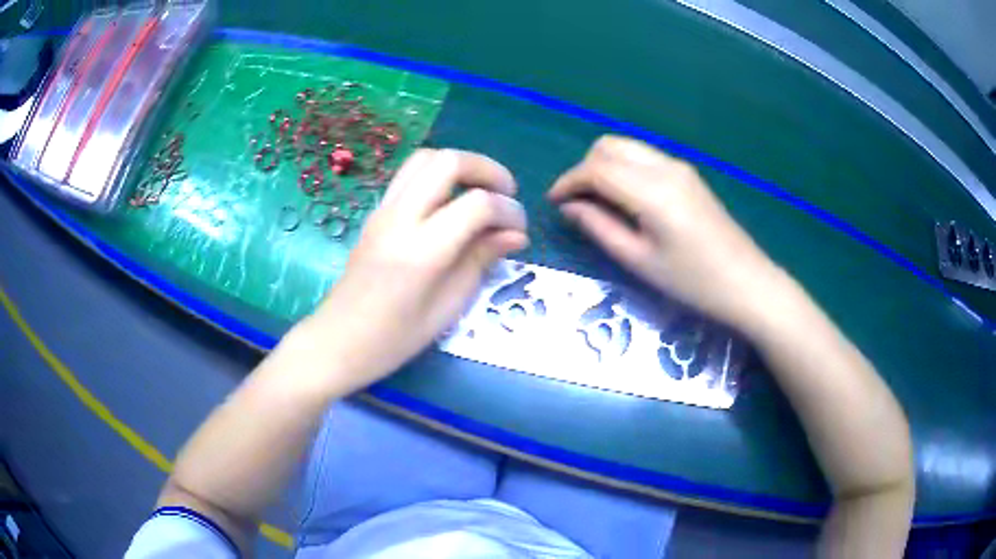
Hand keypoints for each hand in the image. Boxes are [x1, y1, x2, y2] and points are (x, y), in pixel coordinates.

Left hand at [309, 148, 527, 394]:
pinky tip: (451, 203)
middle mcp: (400, 218)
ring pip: (425, 158)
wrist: (338, 341)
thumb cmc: (395, 338)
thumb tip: (515, 234)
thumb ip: (481, 260)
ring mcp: (383, 211)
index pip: (477, 204)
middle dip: (486, 169)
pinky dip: (438, 176)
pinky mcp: (376, 213)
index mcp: (421, 250)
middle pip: (448, 161)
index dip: (508, 210)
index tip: (519, 229)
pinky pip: (410, 175)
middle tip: (506, 193)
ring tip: (480, 191)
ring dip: (460, 165)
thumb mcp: (448, 307)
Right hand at [549, 135, 781, 328]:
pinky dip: (624, 168)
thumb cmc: (692, 282)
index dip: (568, 182)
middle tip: (577, 202)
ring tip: (597, 201)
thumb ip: (599, 227)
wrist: (746, 282)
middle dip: (584, 168)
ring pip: (627, 147)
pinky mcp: (688, 174)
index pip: (596, 168)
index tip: (554, 202)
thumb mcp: (639, 261)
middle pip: (609, 146)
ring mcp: (679, 167)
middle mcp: (664, 167)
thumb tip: (570, 207)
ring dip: (604, 166)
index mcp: (651, 191)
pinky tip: (625, 198)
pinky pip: (644, 158)